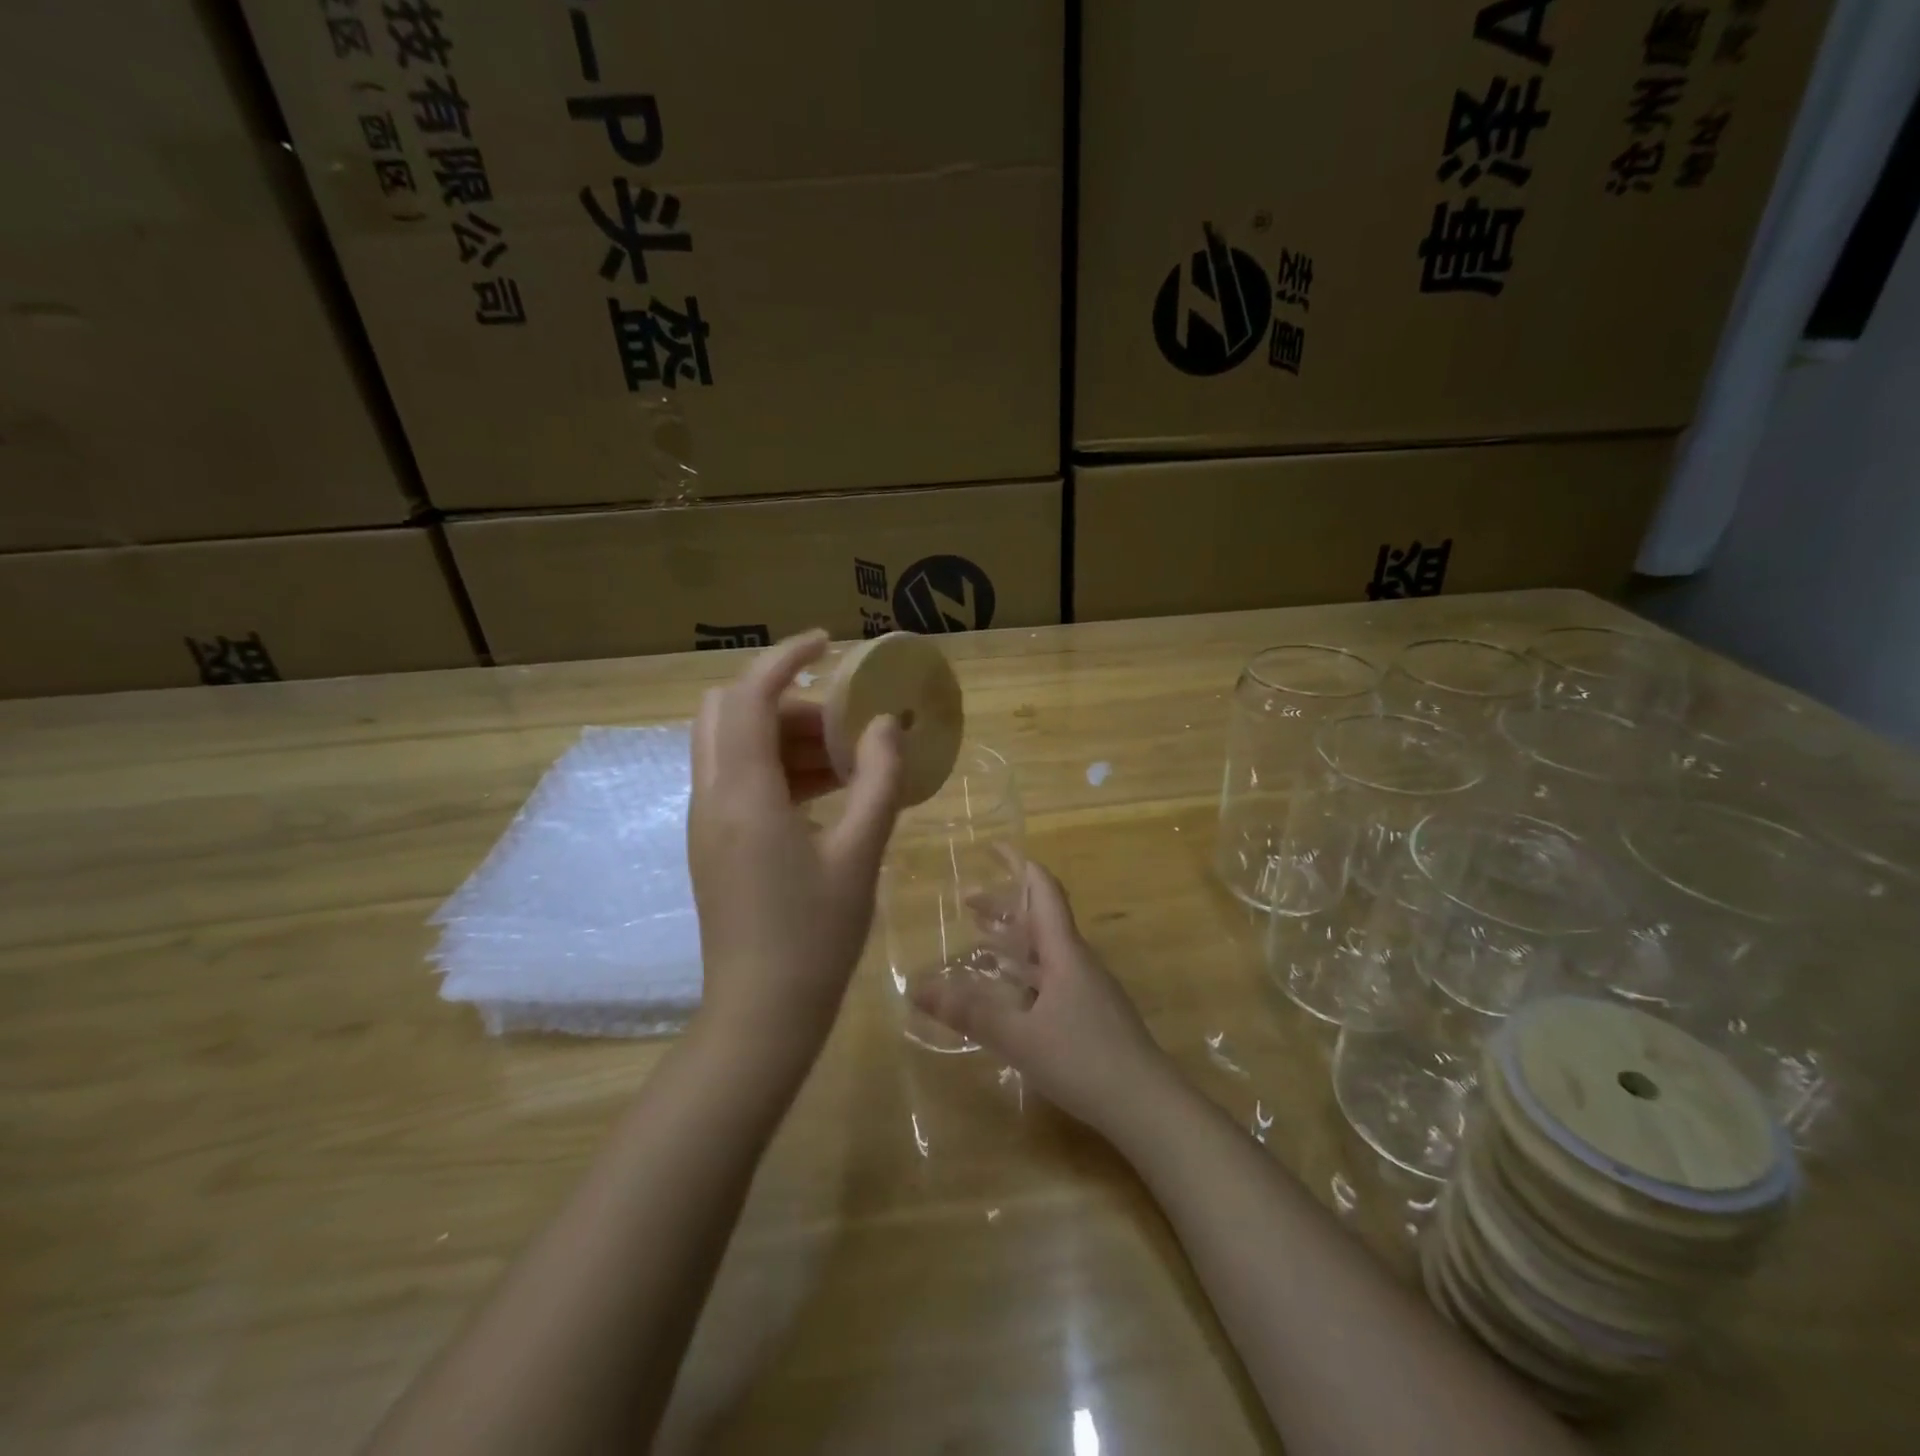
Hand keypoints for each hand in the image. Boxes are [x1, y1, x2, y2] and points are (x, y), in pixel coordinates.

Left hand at [689, 631, 903, 1063]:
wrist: (761, 1015)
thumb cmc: (815, 937)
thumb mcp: (860, 854)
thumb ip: (878, 780)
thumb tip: (887, 724)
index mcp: (742, 794)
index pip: (749, 696)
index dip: (785, 657)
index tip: (828, 643)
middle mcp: (711, 797)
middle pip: (728, 712)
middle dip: (784, 698)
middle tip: (839, 719)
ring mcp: (706, 822)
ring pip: (733, 746)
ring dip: (784, 736)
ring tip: (846, 760)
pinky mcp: (713, 844)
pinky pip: (738, 780)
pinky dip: (777, 767)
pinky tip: (826, 793)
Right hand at [911, 860, 1174, 1133]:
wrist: (1148, 1105)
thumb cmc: (1084, 1060)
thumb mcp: (1019, 1037)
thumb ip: (969, 1012)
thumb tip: (915, 988)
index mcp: (1064, 952)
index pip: (1044, 892)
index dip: (1020, 864)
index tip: (994, 847)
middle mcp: (1077, 961)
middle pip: (1041, 918)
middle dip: (1005, 905)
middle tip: (967, 901)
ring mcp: (1087, 988)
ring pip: (1046, 949)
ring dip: (1014, 938)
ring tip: (980, 937)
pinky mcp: (1091, 1013)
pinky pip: (1051, 975)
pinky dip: (1024, 969)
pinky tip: (1007, 991)